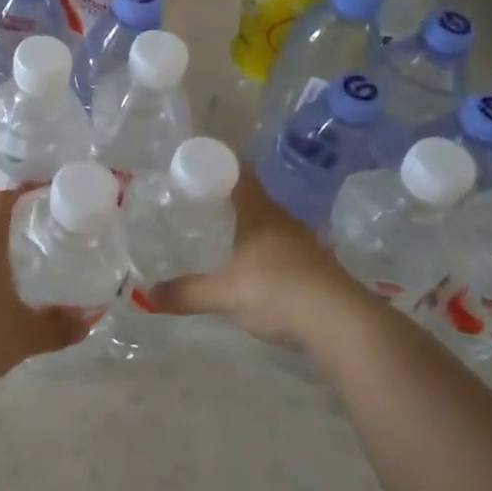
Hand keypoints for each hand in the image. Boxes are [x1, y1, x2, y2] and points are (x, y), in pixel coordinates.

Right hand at [153, 171, 367, 346]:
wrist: (343, 325)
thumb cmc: (278, 292)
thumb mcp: (224, 294)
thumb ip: (186, 293)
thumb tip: (147, 296)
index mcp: (259, 212)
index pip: (238, 172)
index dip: (216, 165)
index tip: (192, 169)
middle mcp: (282, 220)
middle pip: (251, 198)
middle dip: (224, 200)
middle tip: (195, 207)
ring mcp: (304, 243)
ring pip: (268, 224)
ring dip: (246, 228)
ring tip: (219, 239)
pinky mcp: (316, 267)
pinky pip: (281, 248)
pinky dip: (262, 252)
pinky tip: (251, 271)